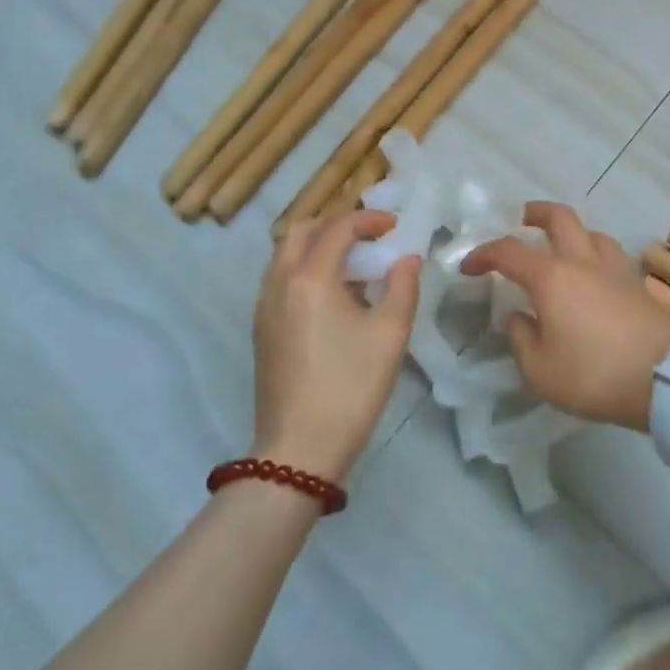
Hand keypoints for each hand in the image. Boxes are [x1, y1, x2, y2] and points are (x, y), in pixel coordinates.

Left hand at [251, 212, 420, 481]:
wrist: (299, 450)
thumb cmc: (351, 386)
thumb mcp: (391, 334)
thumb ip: (403, 285)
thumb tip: (407, 258)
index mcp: (311, 277)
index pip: (338, 227)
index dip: (368, 220)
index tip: (394, 227)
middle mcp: (280, 282)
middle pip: (302, 231)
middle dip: (337, 224)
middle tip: (370, 238)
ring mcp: (265, 306)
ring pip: (286, 254)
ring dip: (319, 246)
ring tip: (355, 266)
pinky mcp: (262, 329)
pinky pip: (281, 278)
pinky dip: (306, 268)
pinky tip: (335, 297)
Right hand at [461, 203, 669, 431]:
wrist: (663, 377)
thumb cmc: (593, 374)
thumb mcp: (540, 370)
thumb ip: (522, 338)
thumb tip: (520, 317)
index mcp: (551, 277)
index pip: (509, 252)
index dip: (484, 254)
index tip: (469, 267)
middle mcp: (582, 260)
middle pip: (559, 217)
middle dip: (535, 213)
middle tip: (522, 220)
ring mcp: (614, 267)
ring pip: (590, 231)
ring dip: (570, 232)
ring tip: (561, 249)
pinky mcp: (636, 282)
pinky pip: (610, 253)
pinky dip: (593, 253)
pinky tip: (592, 274)